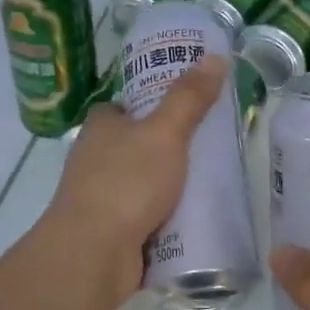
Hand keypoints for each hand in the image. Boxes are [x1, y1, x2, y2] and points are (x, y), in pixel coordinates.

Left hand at [39, 54, 228, 309]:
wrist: (94, 253)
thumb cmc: (127, 183)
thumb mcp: (165, 133)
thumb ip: (189, 98)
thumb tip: (215, 56)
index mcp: (100, 128)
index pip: (122, 108)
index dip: (149, 106)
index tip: (183, 110)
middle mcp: (94, 160)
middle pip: (134, 147)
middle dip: (166, 150)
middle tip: (209, 150)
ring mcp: (100, 199)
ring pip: (140, 185)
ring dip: (167, 188)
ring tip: (210, 186)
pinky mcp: (110, 233)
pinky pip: (143, 219)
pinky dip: (164, 220)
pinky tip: (193, 221)